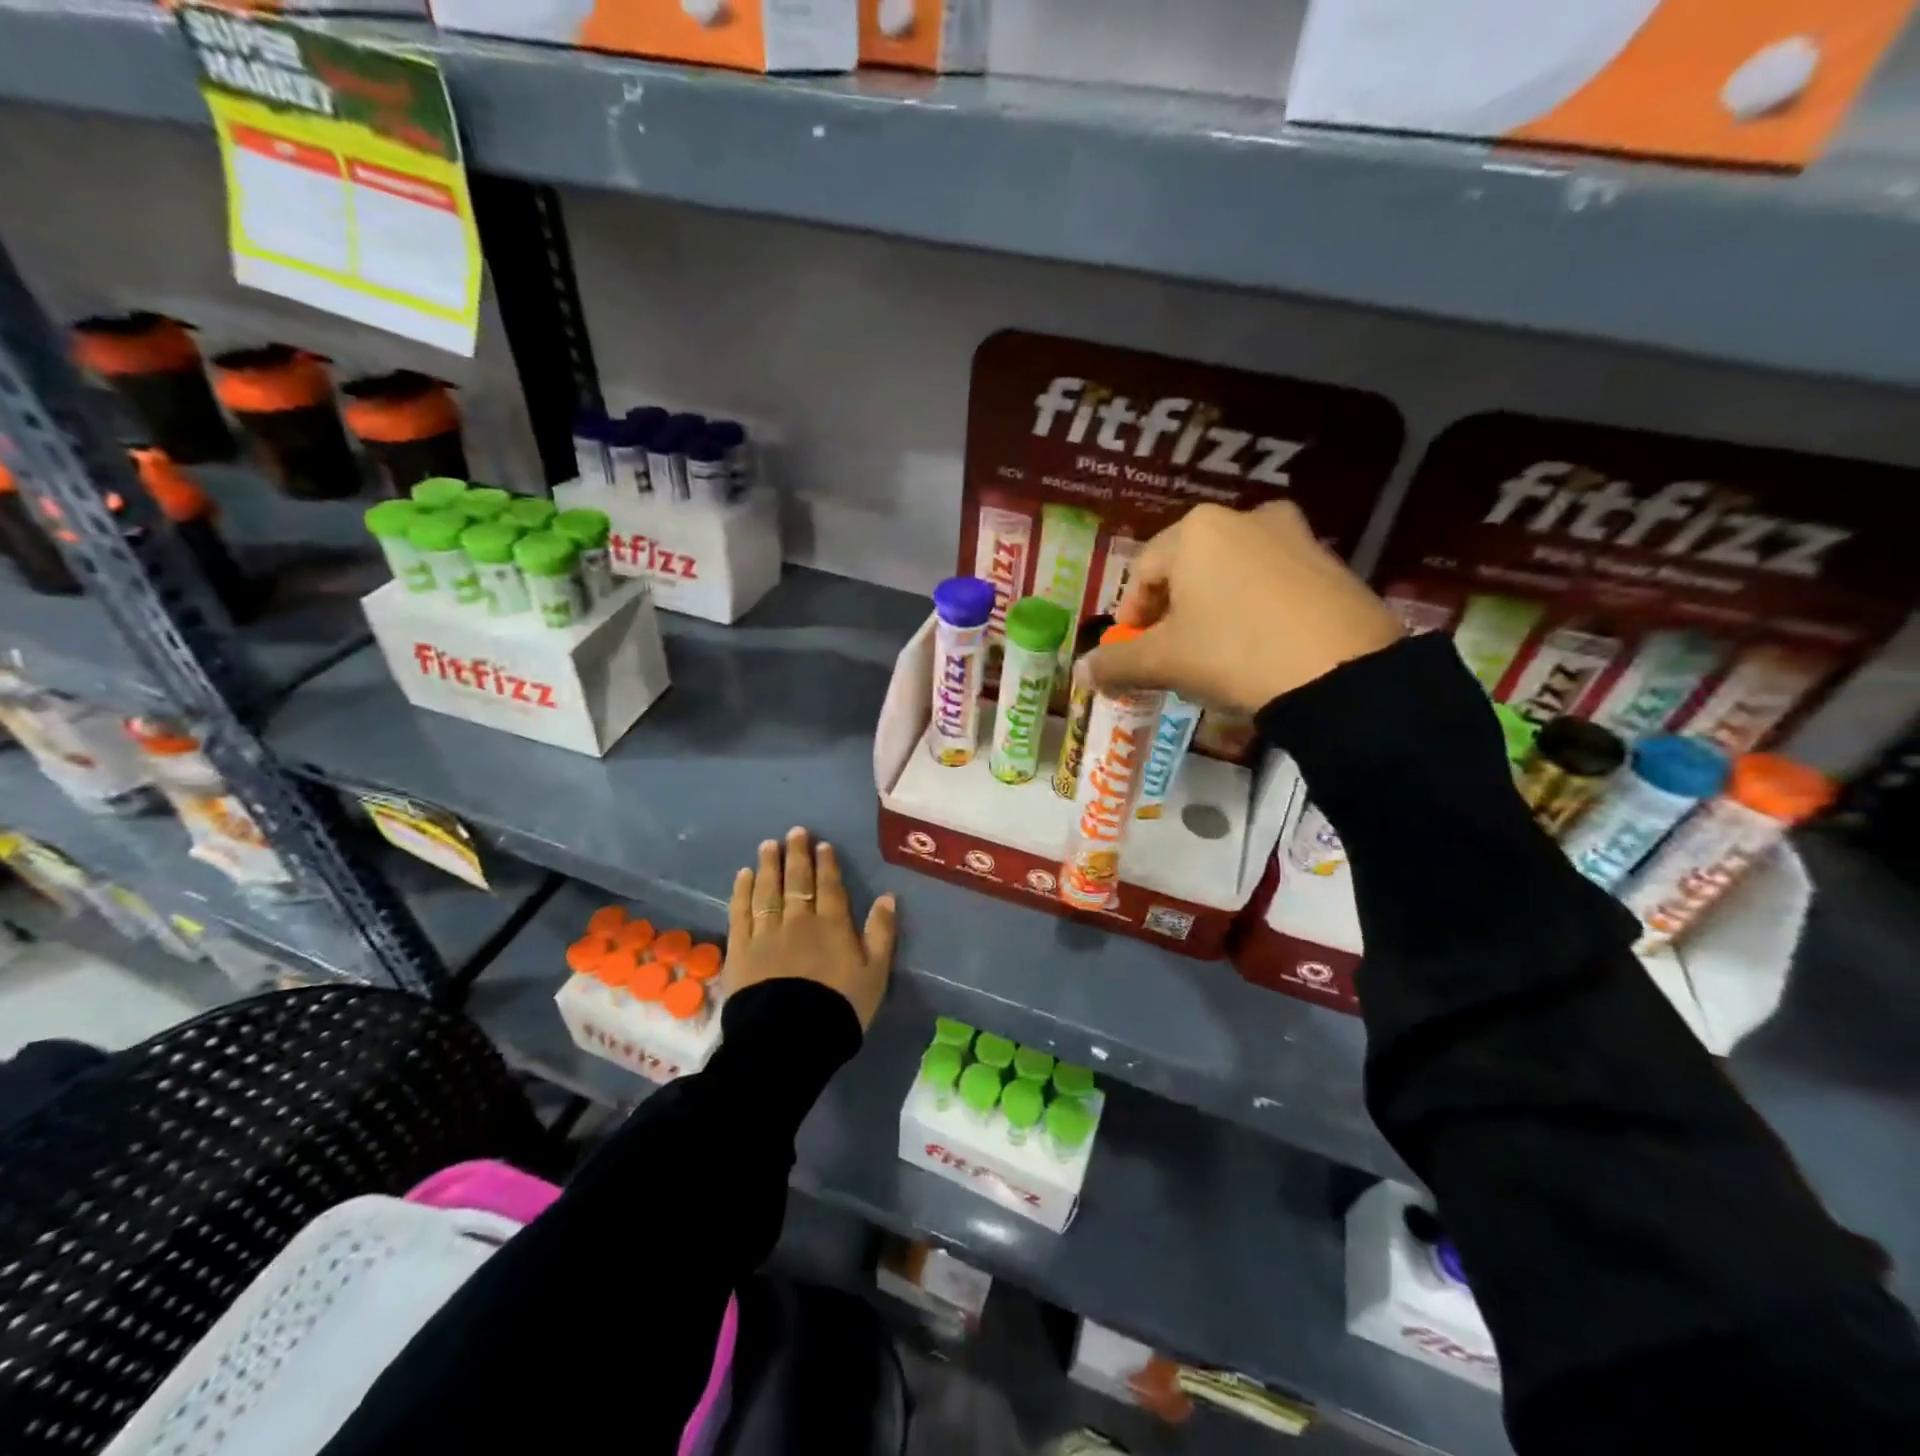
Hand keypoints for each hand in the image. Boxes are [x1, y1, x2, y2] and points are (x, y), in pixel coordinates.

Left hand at [725, 826, 897, 1028]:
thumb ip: (881, 933)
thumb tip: (888, 897)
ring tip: (768, 845)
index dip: (826, 864)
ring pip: (767, 890)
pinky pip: (740, 912)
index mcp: (832, 925)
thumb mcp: (875, 973)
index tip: (821, 845)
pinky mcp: (741, 949)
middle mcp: (798, 920)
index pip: (829, 886)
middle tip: (794, 832)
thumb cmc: (839, 1008)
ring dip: (769, 866)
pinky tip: (743, 876)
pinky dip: (742, 891)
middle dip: (796, 855)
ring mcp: (766, 933)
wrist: (790, 1038)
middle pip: (797, 881)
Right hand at [1085, 502, 1400, 713]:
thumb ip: (1116, 663)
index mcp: (1196, 530)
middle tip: (1170, 651)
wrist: (1341, 672)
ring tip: (1213, 652)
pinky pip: (1272, 582)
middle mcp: (1244, 517)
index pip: (1143, 571)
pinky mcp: (1330, 562)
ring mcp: (1294, 535)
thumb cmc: (1233, 652)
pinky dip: (1254, 608)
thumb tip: (1080, 672)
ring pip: (1231, 573)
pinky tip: (1257, 647)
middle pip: (1187, 568)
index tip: (1131, 650)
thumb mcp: (1164, 662)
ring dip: (1211, 608)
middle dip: (1171, 610)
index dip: (1130, 614)